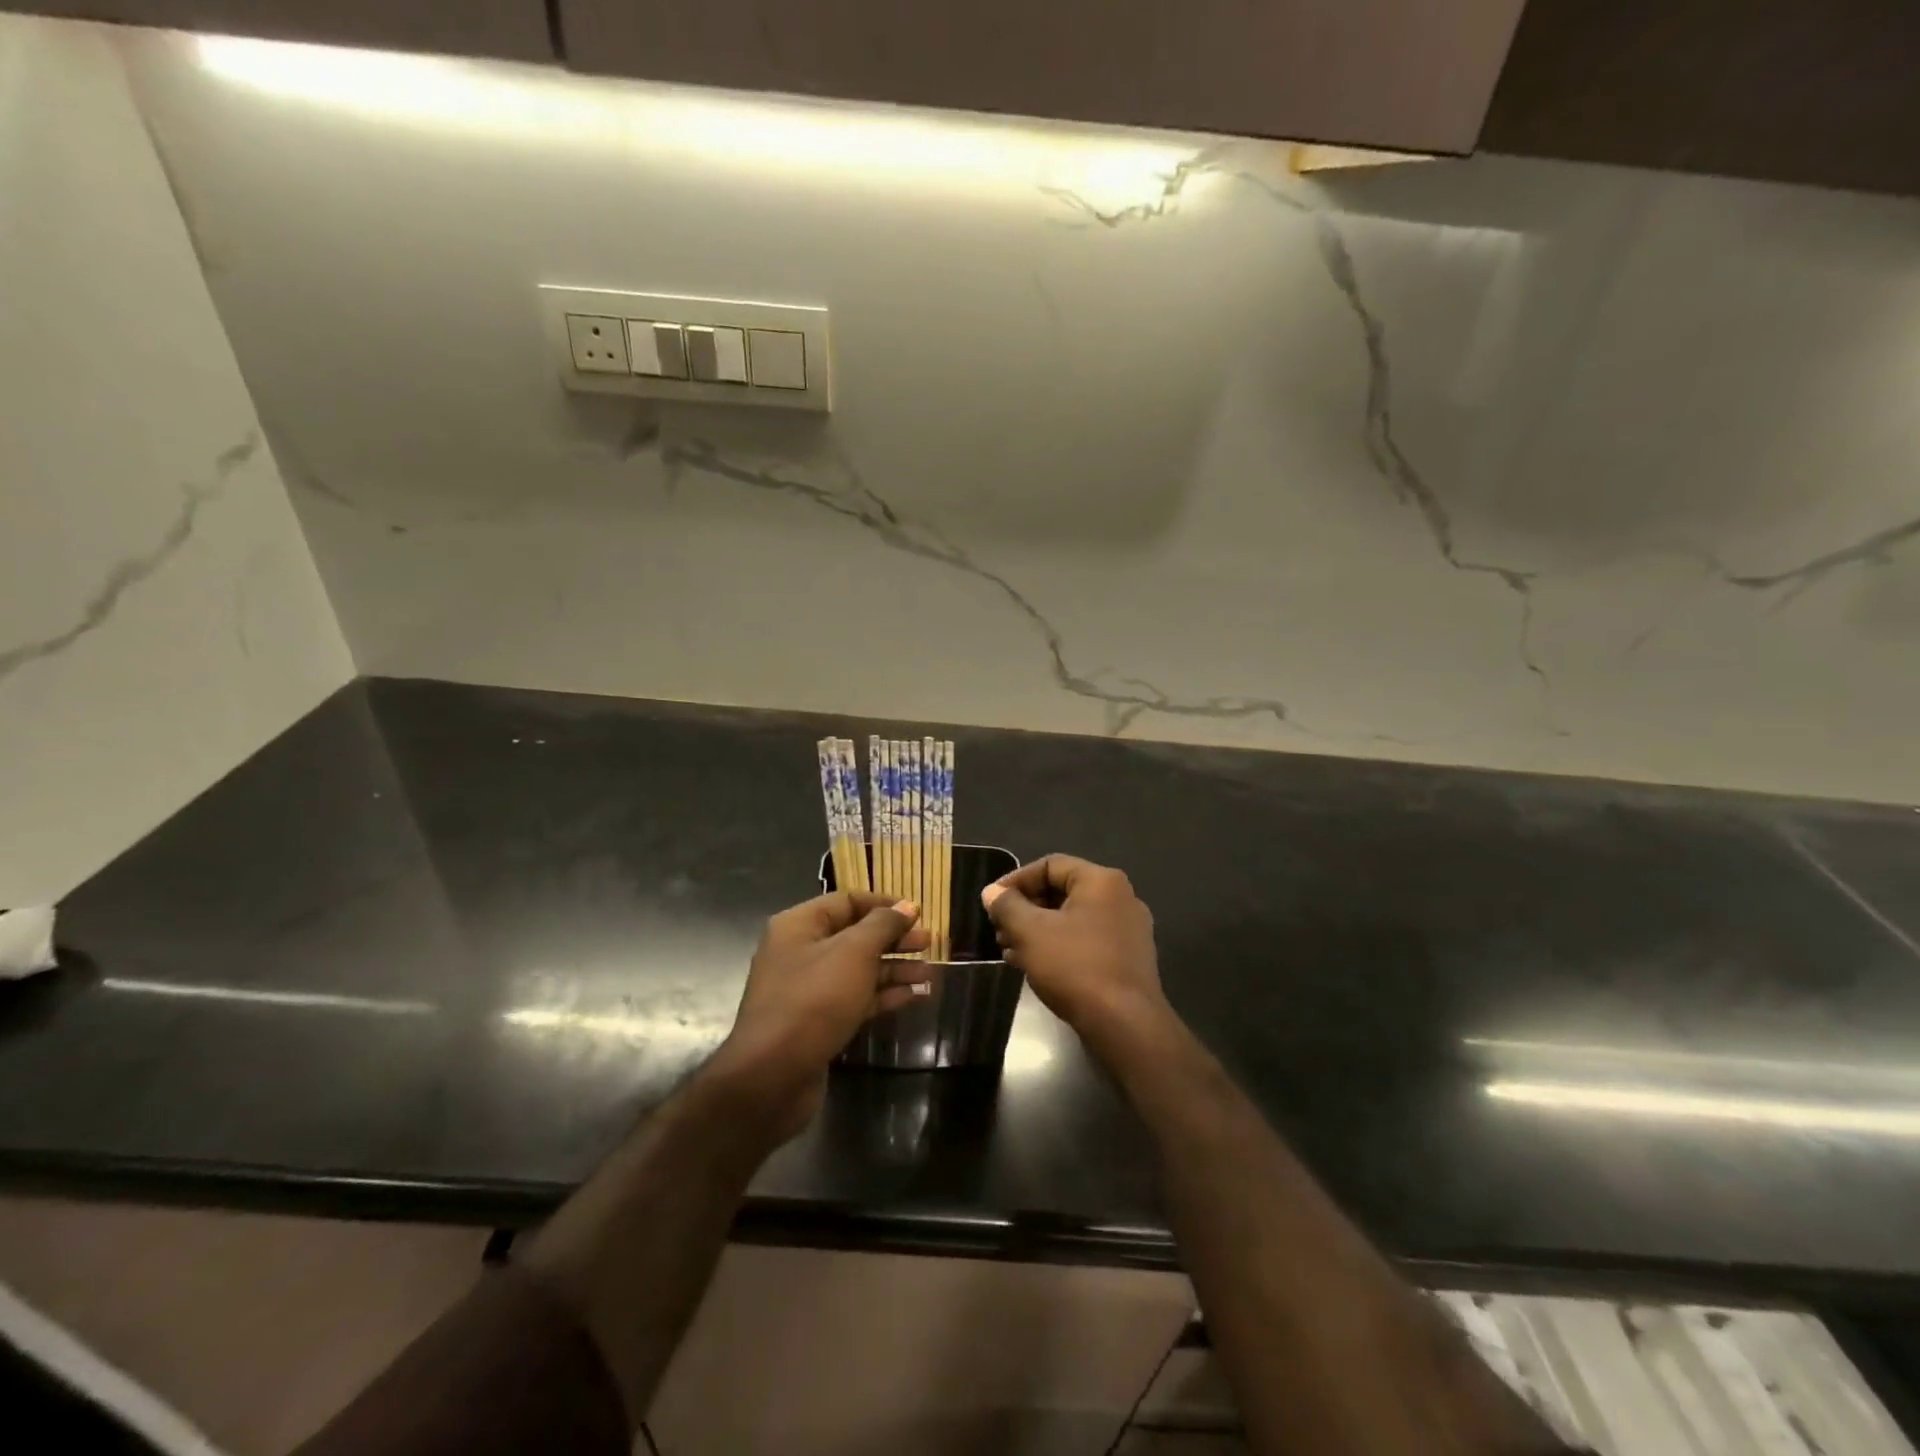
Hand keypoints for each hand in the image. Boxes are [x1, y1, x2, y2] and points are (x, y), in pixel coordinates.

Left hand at [710, 891, 929, 1138]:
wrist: (773, 1076)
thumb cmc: (814, 1000)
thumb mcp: (853, 952)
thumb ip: (883, 925)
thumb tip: (906, 906)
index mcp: (799, 926)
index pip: (846, 901)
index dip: (883, 905)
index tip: (917, 913)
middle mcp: (801, 952)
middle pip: (855, 936)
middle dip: (894, 938)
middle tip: (929, 942)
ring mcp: (808, 990)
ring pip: (858, 970)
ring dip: (894, 969)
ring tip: (930, 972)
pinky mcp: (819, 1022)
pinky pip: (856, 998)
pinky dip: (884, 995)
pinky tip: (915, 995)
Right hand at [982, 855, 1167, 1037]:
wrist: (1125, 1025)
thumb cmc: (1075, 967)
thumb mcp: (1030, 932)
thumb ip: (1007, 906)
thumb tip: (992, 892)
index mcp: (1101, 881)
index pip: (1050, 865)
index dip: (1016, 880)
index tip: (992, 902)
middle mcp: (1121, 898)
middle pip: (1062, 891)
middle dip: (1025, 909)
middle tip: (999, 929)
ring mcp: (1128, 930)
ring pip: (1072, 919)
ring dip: (1038, 930)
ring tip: (1010, 950)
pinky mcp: (1128, 958)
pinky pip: (1086, 940)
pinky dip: (1058, 946)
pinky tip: (1034, 966)